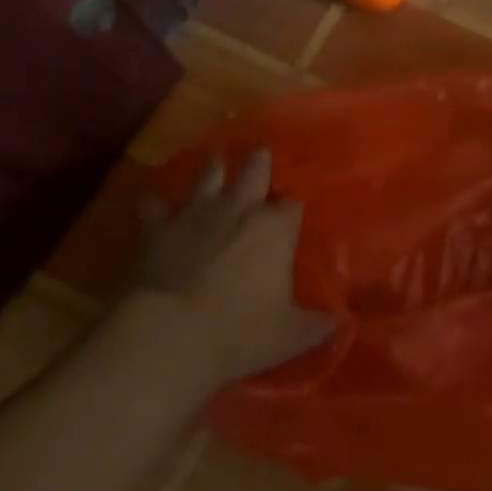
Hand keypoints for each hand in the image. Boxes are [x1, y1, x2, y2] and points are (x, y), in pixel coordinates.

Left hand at [126, 149, 335, 388]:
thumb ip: (316, 325)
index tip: (291, 214)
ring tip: (216, 160)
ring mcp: (197, 214)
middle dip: (260, 163)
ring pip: (209, 175)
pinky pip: (154, 205)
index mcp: (276, 228)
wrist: (169, 336)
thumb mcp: (290, 336)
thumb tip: (339, 323)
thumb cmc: (240, 333)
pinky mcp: (158, 228)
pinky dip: (155, 202)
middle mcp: (240, 209)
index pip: (292, 205)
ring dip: (213, 168)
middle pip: (255, 171)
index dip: (291, 208)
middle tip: (260, 154)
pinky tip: (152, 199)